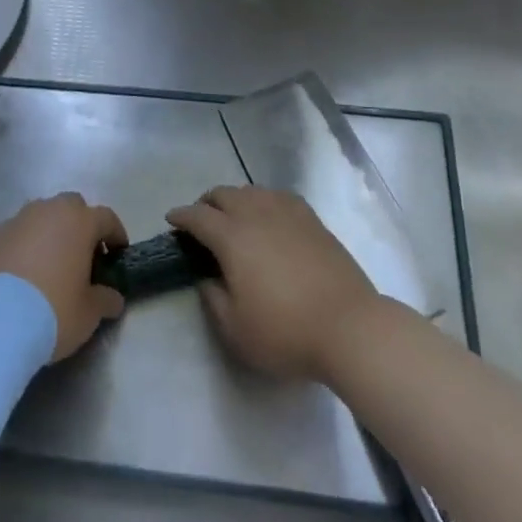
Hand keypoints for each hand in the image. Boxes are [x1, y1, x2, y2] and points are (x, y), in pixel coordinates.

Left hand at [0, 193, 127, 360]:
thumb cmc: (53, 312)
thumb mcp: (89, 313)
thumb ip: (105, 299)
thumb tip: (113, 297)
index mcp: (79, 222)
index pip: (106, 217)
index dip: (115, 234)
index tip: (117, 253)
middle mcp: (48, 211)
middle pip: (71, 207)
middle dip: (79, 225)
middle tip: (81, 255)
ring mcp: (16, 220)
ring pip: (40, 216)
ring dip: (48, 232)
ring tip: (47, 263)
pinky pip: (13, 234)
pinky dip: (20, 246)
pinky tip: (18, 272)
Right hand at [167, 185, 380, 383]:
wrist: (350, 327)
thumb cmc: (286, 331)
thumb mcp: (235, 329)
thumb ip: (212, 299)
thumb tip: (207, 277)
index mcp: (232, 237)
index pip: (198, 216)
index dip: (181, 216)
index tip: (171, 220)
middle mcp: (256, 214)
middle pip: (223, 194)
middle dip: (206, 203)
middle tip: (201, 221)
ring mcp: (288, 213)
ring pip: (252, 190)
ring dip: (235, 199)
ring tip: (233, 217)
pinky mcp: (312, 220)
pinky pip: (279, 196)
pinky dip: (264, 200)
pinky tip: (268, 215)